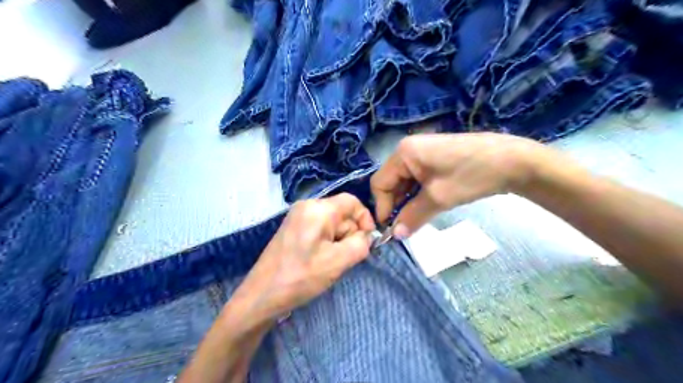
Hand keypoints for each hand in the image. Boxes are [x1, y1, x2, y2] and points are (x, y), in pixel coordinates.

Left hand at [232, 193, 375, 321]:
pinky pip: (320, 229)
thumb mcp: (338, 261)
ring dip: (339, 241)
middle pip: (342, 213)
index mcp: (317, 209)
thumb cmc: (301, 277)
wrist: (262, 295)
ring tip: (329, 263)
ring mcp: (297, 217)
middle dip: (349, 234)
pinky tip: (320, 261)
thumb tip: (367, 236)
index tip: (368, 241)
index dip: (365, 219)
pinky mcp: (293, 228)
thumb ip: (361, 244)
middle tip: (344, 258)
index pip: (352, 202)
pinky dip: (327, 243)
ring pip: (332, 223)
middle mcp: (307, 206)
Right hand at [372, 133, 547, 236]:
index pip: (379, 183)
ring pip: (404, 182)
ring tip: (418, 217)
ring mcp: (423, 152)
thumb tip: (395, 236)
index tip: (392, 229)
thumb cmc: (471, 175)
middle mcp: (409, 149)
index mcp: (404, 153)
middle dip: (396, 205)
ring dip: (408, 201)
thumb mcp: (439, 198)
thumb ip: (412, 217)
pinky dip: (419, 194)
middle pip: (391, 182)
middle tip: (406, 226)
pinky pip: (417, 178)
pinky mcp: (435, 158)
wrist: (513, 160)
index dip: (383, 207)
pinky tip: (428, 205)